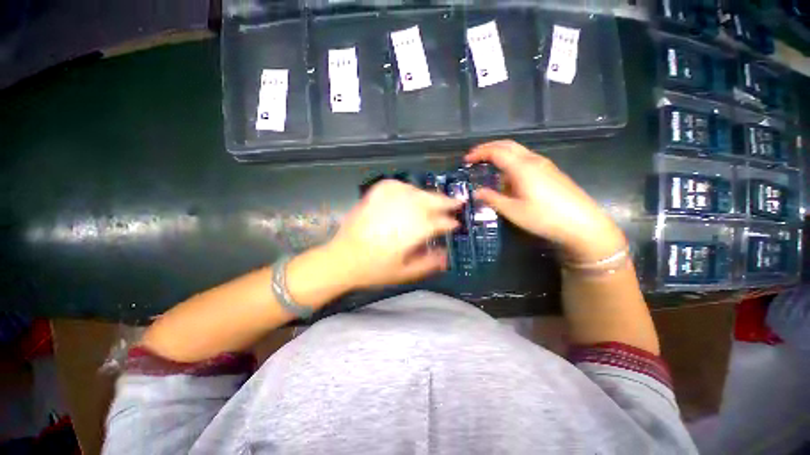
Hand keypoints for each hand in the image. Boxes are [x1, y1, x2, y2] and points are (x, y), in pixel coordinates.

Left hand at [326, 180, 462, 288]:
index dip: (449, 223)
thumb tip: (446, 256)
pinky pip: (394, 184)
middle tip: (457, 202)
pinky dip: (405, 186)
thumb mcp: (404, 273)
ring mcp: (387, 201)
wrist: (341, 259)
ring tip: (436, 198)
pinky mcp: (374, 197)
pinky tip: (409, 191)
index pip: (438, 223)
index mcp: (412, 231)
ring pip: (415, 191)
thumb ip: (428, 264)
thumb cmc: (374, 269)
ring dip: (429, 194)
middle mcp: (403, 212)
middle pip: (430, 200)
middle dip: (446, 201)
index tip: (456, 224)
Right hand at [465, 140, 625, 261]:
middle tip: (474, 157)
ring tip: (488, 167)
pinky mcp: (550, 171)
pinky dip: (511, 161)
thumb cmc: (544, 217)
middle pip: (507, 145)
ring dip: (500, 154)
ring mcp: (544, 164)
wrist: (582, 224)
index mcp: (522, 167)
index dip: (479, 153)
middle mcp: (533, 160)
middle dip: (488, 148)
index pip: (496, 151)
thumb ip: (492, 199)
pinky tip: (508, 177)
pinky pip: (525, 159)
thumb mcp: (513, 211)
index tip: (466, 160)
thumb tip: (476, 192)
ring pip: (517, 151)